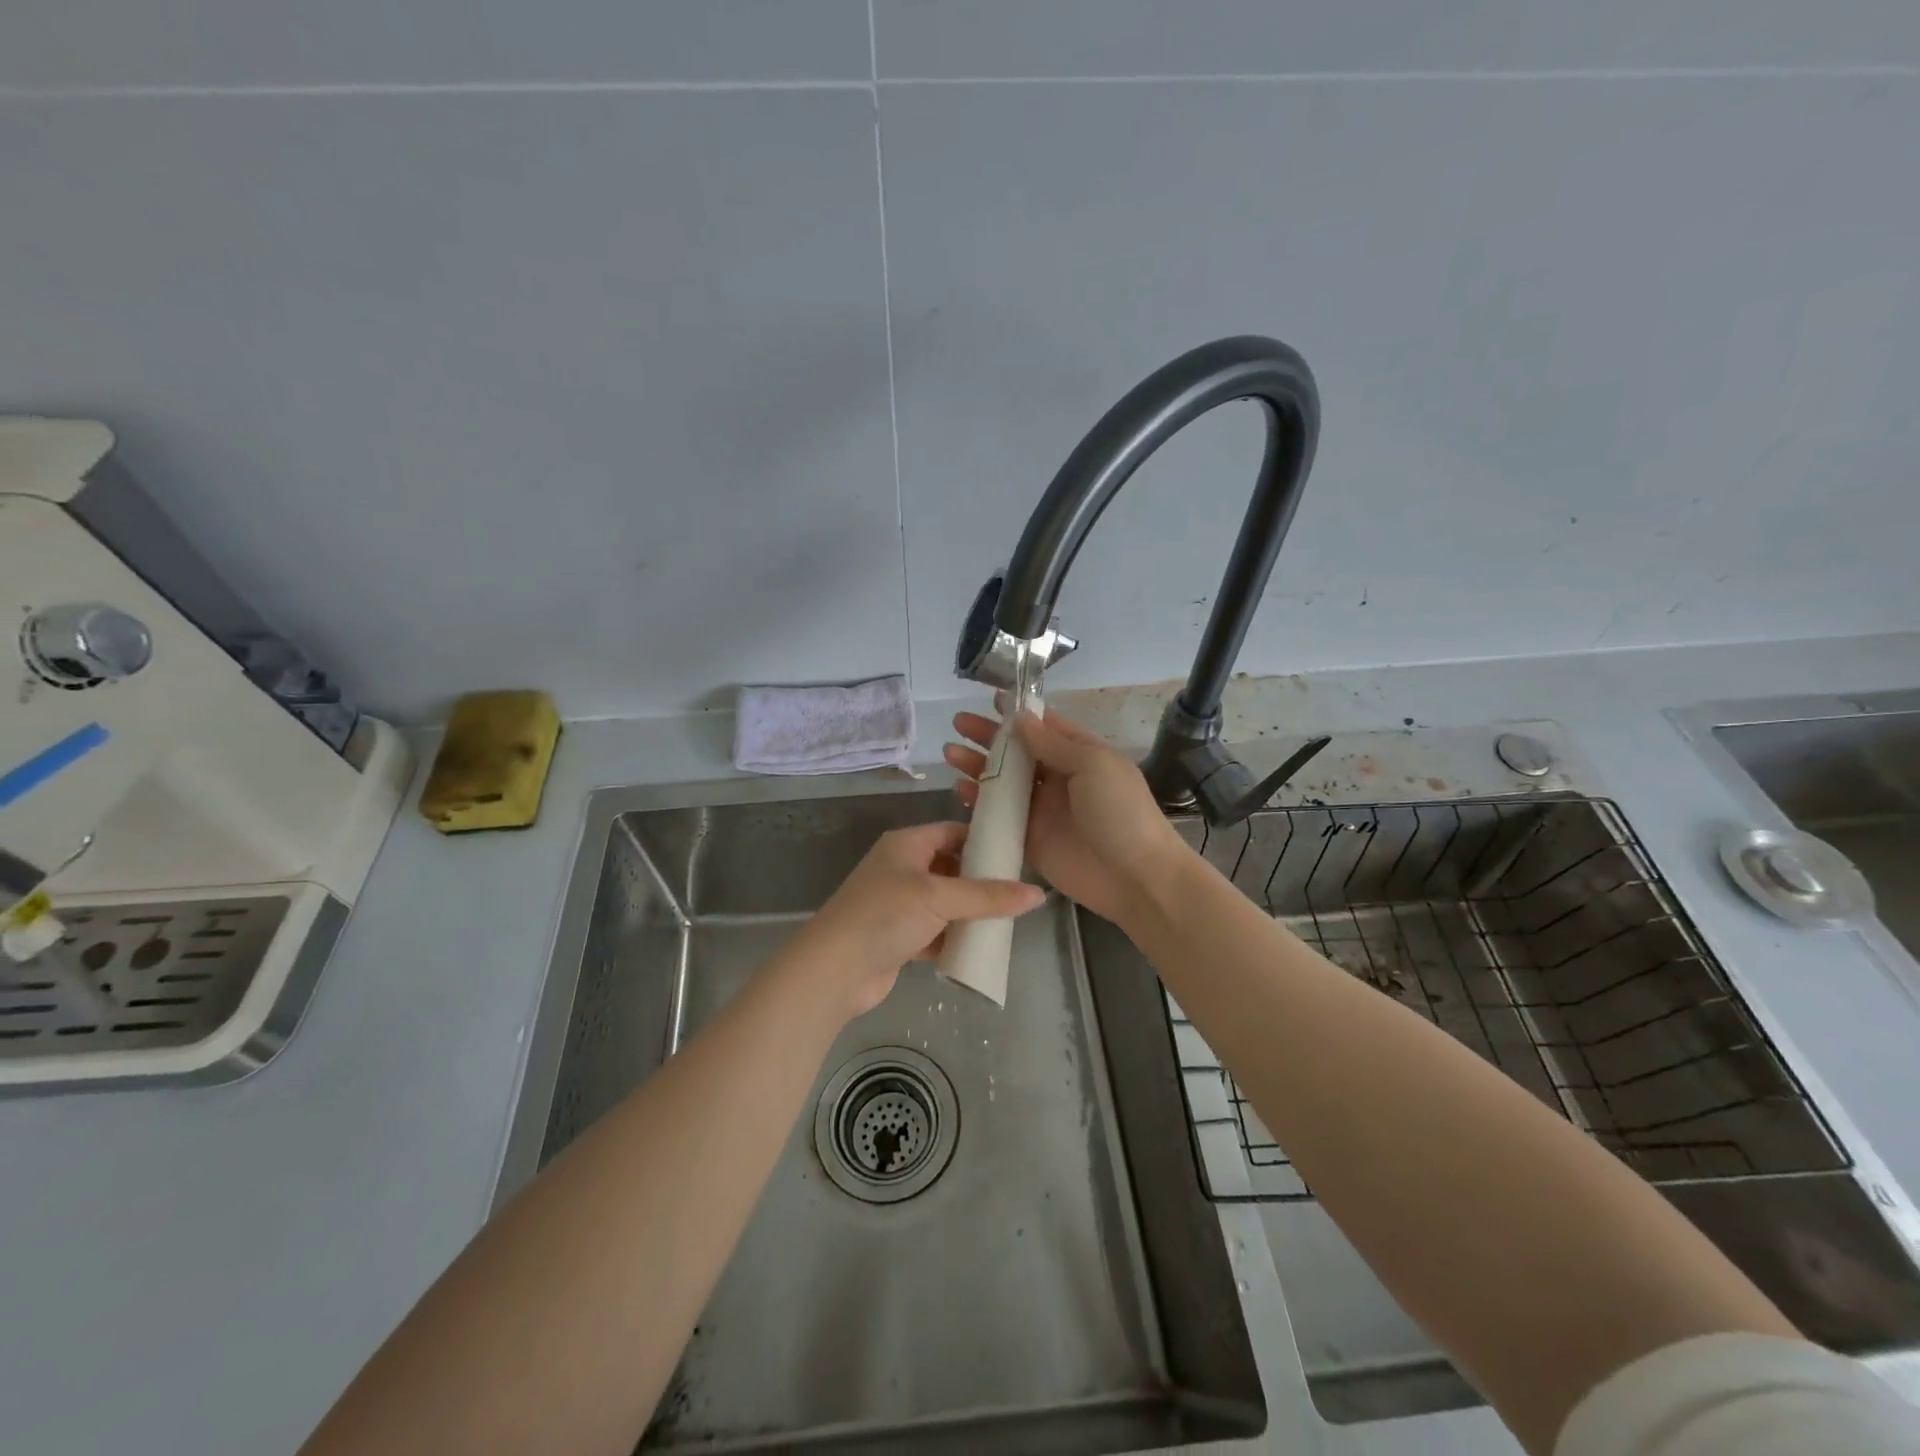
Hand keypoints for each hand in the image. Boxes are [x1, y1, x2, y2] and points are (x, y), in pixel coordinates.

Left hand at [787, 821, 1045, 1018]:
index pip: (952, 832)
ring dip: (970, 912)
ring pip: (945, 903)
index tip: (1017, 854)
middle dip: (981, 880)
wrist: (836, 969)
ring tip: (1008, 919)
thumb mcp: (940, 898)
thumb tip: (1037, 894)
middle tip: (1018, 891)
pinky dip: (955, 938)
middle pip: (951, 868)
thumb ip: (989, 896)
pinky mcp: (899, 938)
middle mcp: (901, 869)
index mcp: (906, 845)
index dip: (983, 840)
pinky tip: (981, 947)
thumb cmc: (886, 915)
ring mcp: (899, 905)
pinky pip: (936, 932)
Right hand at [945, 709, 1191, 926]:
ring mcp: (1042, 810)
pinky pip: (1000, 817)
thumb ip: (1053, 744)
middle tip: (958, 724)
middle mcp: (1059, 778)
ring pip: (1003, 783)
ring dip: (978, 767)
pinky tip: (960, 791)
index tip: (990, 699)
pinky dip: (979, 804)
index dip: (1018, 713)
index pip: (1045, 726)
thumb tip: (1019, 718)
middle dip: (989, 737)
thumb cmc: (1121, 812)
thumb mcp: (1093, 765)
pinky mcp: (1030, 840)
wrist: (1136, 877)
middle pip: (1017, 752)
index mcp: (1080, 755)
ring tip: (950, 753)